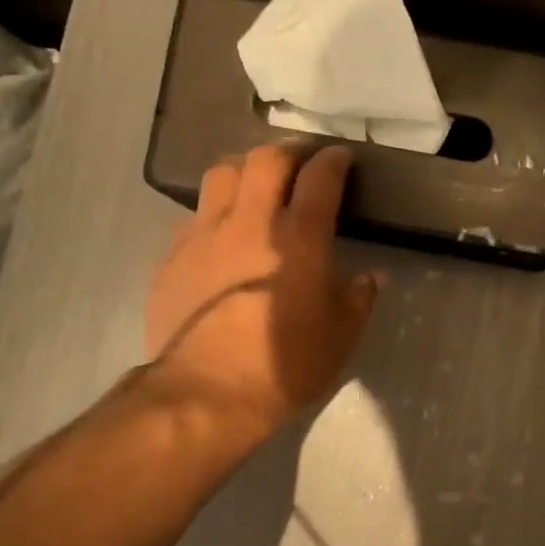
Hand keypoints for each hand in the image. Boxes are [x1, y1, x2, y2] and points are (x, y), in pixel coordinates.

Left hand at [142, 144, 379, 453]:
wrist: (206, 393)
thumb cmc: (286, 365)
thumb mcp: (342, 337)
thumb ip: (359, 298)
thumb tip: (371, 277)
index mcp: (300, 239)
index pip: (320, 178)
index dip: (334, 161)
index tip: (342, 158)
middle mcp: (251, 223)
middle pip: (266, 160)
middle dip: (289, 152)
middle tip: (301, 163)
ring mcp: (205, 235)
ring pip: (221, 174)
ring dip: (245, 170)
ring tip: (256, 184)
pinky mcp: (173, 256)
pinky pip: (195, 215)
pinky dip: (215, 211)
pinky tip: (222, 233)